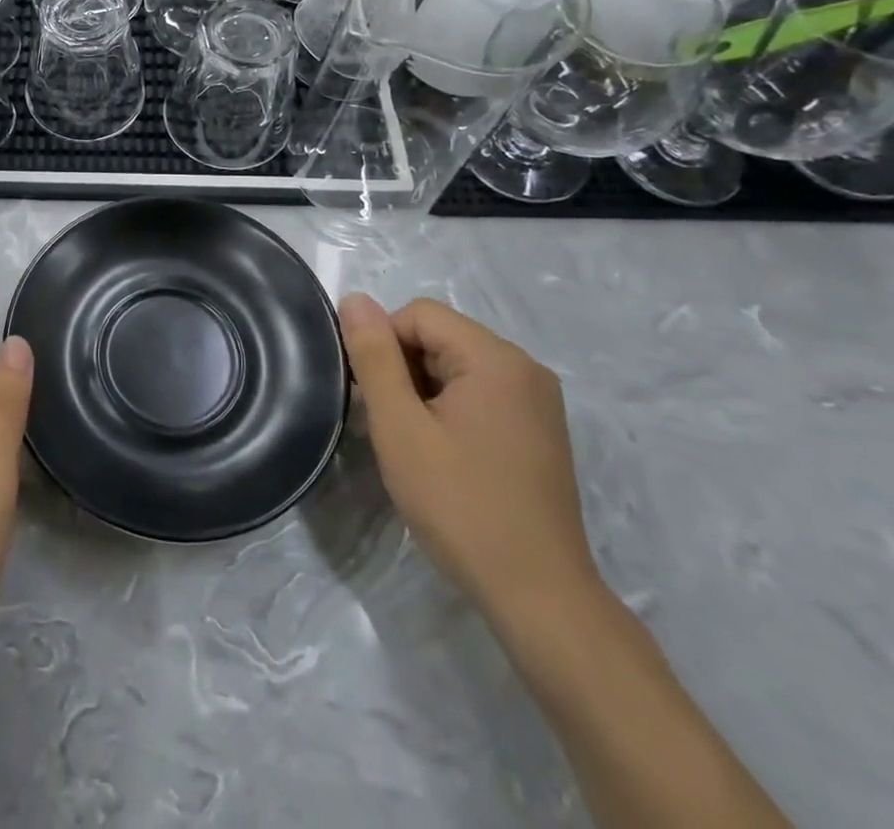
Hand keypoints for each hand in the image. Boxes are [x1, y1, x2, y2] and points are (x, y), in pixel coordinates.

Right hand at [341, 294, 598, 621]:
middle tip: (392, 425)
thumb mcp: (400, 427)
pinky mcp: (539, 430)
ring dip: (423, 391)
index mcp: (496, 359)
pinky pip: (480, 393)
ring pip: (457, 366)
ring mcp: (538, 401)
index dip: (383, 346)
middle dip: (404, 369)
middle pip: (440, 337)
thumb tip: (354, 299)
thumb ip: (374, 357)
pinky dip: (450, 409)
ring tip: (415, 444)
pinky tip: (443, 454)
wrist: (538, 595)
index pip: (418, 314)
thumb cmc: (460, 504)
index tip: (373, 398)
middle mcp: (525, 368)